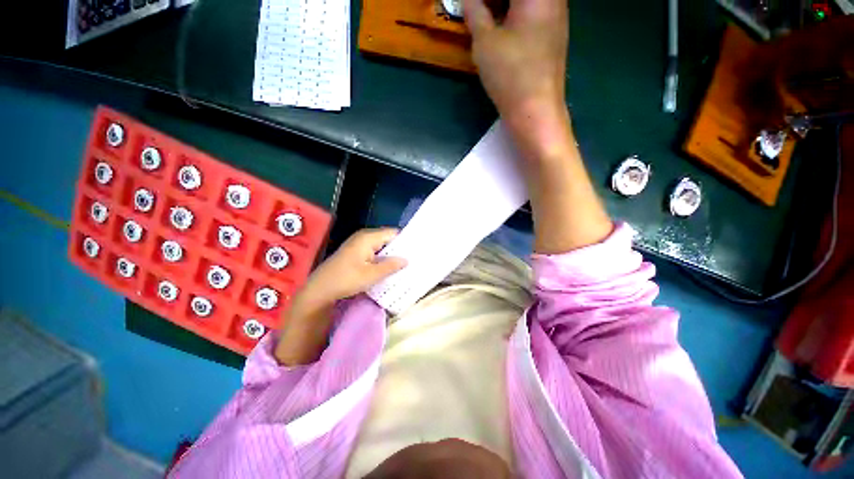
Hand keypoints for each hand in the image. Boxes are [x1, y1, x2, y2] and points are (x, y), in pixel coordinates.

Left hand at [298, 228, 406, 307]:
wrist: (320, 289)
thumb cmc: (346, 279)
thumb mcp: (371, 275)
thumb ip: (391, 265)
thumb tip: (406, 259)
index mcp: (368, 237)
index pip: (393, 233)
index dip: (405, 240)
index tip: (417, 250)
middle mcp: (364, 237)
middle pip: (387, 239)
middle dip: (399, 249)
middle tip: (414, 258)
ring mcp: (358, 244)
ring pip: (381, 246)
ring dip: (391, 255)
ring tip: (405, 264)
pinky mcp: (356, 252)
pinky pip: (374, 251)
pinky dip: (382, 258)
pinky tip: (389, 267)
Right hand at [465, 0, 568, 134]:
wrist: (536, 110)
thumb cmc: (511, 74)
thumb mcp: (485, 43)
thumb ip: (475, 13)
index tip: (473, 5)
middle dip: (495, 1)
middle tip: (478, 10)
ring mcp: (557, 18)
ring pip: (530, 3)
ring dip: (507, 8)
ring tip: (487, 16)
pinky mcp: (555, 37)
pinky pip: (536, 13)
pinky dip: (518, 15)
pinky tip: (504, 29)